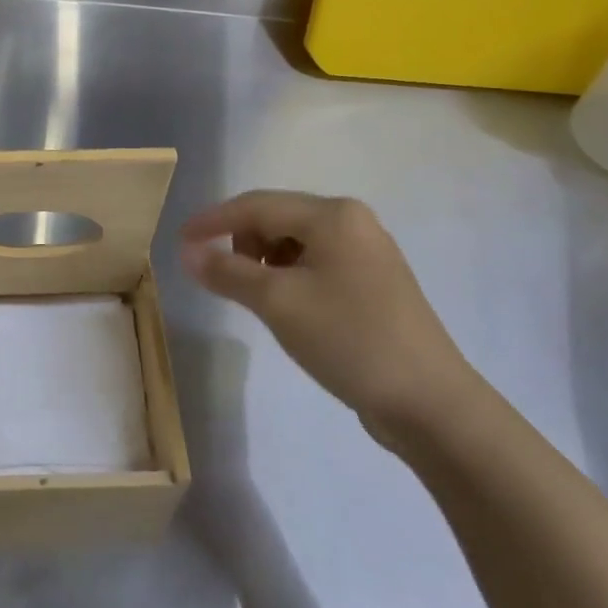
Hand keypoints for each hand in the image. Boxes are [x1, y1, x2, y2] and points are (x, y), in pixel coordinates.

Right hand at [181, 192, 480, 443]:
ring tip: (256, 297)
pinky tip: (286, 306)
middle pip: (276, 218)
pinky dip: (288, 277)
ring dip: (264, 261)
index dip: (212, 221)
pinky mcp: (373, 283)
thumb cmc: (348, 340)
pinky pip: (315, 264)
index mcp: (332, 215)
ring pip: (295, 242)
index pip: (256, 205)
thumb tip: (187, 252)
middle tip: (223, 278)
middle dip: (241, 242)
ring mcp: (367, 252)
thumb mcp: (277, 303)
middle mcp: (353, 222)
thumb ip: (227, 271)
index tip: (178, 241)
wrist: (428, 401)